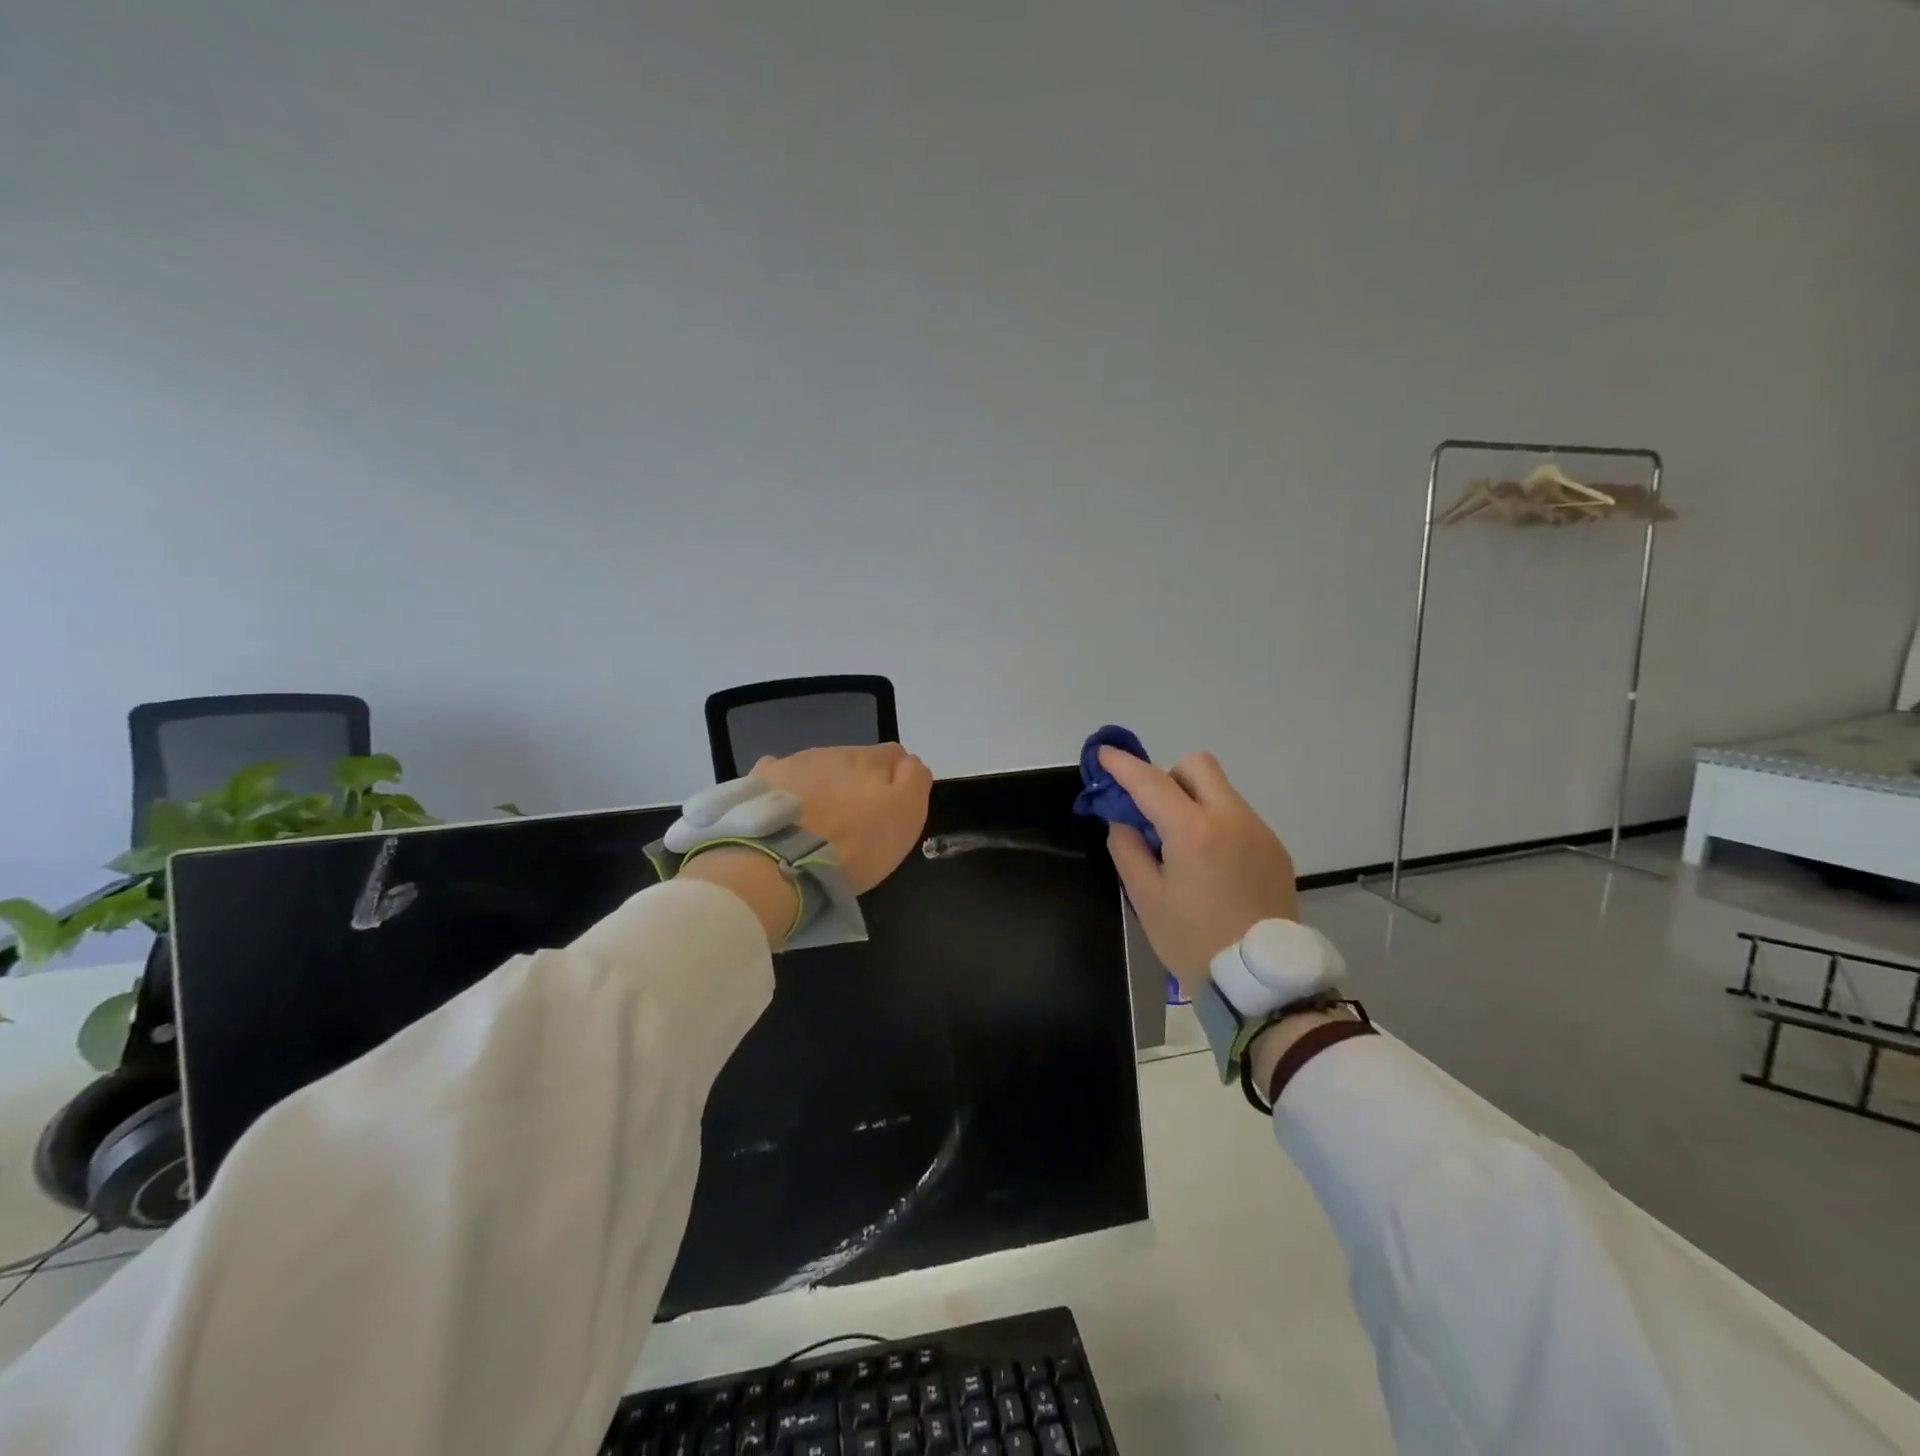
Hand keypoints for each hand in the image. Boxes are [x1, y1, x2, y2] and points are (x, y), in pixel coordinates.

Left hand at [751, 744, 932, 894]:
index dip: (897, 780)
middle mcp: (832, 751)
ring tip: (817, 824)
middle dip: (857, 784)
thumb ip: (914, 779)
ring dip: (824, 787)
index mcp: (870, 759)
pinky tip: (785, 812)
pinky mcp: (763, 779)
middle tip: (854, 822)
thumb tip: (909, 763)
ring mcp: (794, 762)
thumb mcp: (906, 814)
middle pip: (854, 761)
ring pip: (818, 767)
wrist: (783, 862)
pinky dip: (786, 789)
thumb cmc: (855, 844)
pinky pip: (780, 775)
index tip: (889, 811)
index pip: (894, 755)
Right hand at [1100, 747, 1298, 996]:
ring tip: (1181, 846)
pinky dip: (1216, 824)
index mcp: (1193, 831)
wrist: (1261, 981)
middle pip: (1198, 767)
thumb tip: (1123, 820)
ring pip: (1221, 792)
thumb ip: (1127, 848)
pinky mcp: (1275, 849)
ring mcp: (1259, 832)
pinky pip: (1238, 818)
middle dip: (1169, 776)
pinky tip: (1210, 864)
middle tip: (1152, 810)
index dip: (1123, 765)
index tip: (1104, 753)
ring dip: (1194, 801)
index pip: (1151, 782)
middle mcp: (1231, 819)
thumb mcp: (1146, 898)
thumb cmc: (1193, 941)